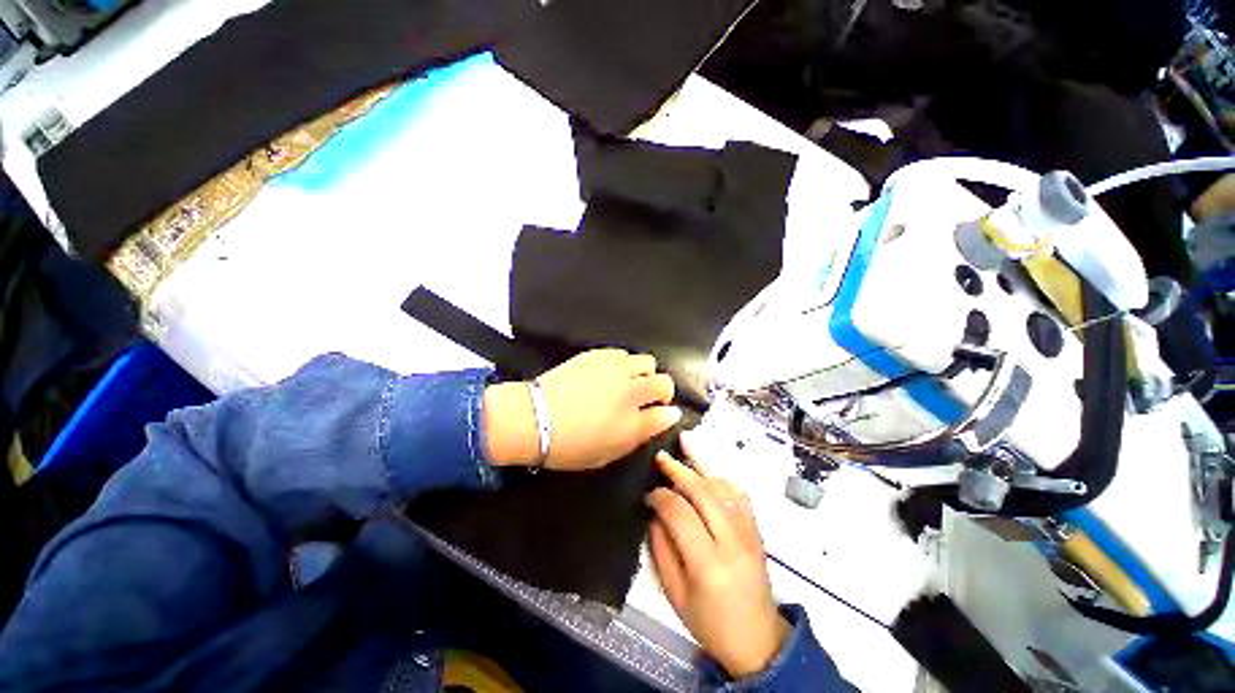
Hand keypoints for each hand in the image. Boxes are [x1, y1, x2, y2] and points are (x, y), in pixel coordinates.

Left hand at [482, 349, 681, 470]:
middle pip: (664, 382)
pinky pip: (623, 353)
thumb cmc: (569, 445)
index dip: (668, 414)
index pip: (667, 414)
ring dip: (645, 374)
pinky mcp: (598, 354)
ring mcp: (614, 369)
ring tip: (630, 382)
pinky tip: (611, 373)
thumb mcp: (607, 454)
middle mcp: (629, 392)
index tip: (664, 413)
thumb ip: (639, 436)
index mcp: (632, 424)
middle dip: (663, 391)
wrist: (533, 417)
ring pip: (647, 361)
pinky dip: (625, 364)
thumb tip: (663, 418)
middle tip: (650, 398)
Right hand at [646, 433, 788, 678]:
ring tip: (685, 443)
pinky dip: (722, 476)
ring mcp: (748, 532)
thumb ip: (661, 549)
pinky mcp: (756, 529)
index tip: (648, 493)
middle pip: (703, 492)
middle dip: (679, 470)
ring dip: (701, 463)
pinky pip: (739, 493)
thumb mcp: (675, 594)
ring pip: (723, 487)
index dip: (660, 497)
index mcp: (707, 563)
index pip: (680, 513)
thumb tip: (655, 513)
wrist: (758, 640)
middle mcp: (732, 541)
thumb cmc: (710, 623)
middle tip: (661, 456)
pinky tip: (709, 467)